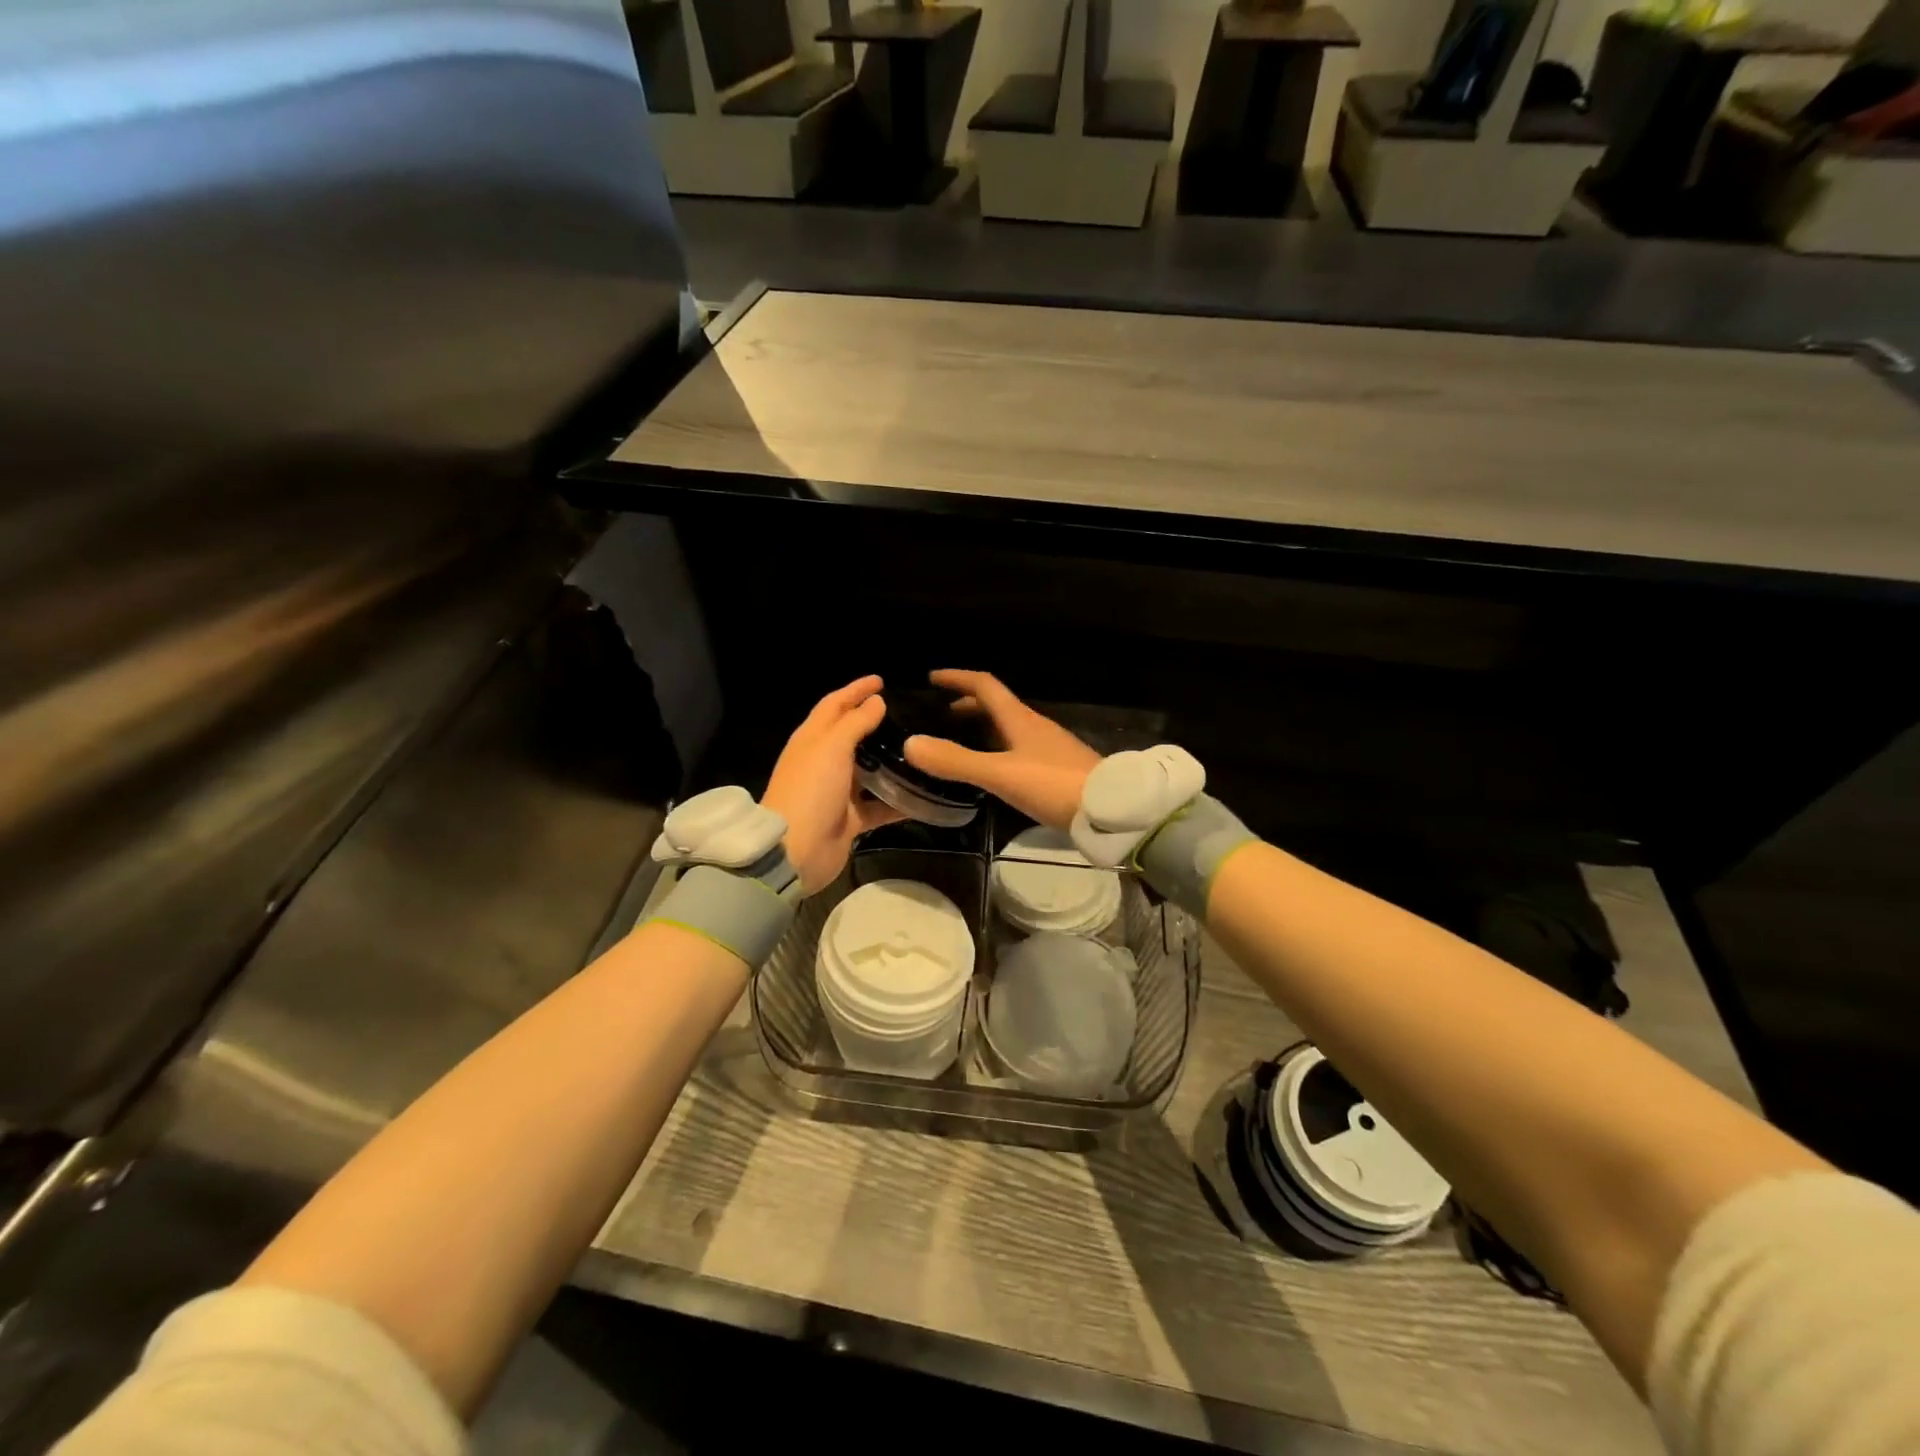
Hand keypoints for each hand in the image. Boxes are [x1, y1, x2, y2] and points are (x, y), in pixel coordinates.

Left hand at [762, 676, 905, 891]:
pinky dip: (899, 801)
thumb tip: (876, 702)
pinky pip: (879, 805)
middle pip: (851, 735)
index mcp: (812, 739)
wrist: (796, 851)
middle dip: (875, 722)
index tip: (881, 680)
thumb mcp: (832, 748)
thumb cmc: (811, 790)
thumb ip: (856, 723)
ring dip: (890, 761)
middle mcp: (823, 762)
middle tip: (907, 713)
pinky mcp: (850, 818)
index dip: (855, 690)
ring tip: (921, 749)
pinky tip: (924, 795)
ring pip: (868, 770)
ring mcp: (836, 791)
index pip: (834, 705)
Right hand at [903, 670, 1100, 830]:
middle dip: (968, 704)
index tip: (933, 678)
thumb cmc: (1053, 784)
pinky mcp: (1057, 769)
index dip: (958, 678)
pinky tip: (993, 770)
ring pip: (1009, 728)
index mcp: (1020, 719)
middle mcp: (1034, 726)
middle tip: (942, 713)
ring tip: (961, 740)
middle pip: (998, 705)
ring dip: (984, 727)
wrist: (1111, 809)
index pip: (985, 686)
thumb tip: (910, 743)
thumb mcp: (1000, 774)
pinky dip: (998, 748)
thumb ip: (956, 761)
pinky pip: (1019, 748)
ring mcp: (1049, 747)